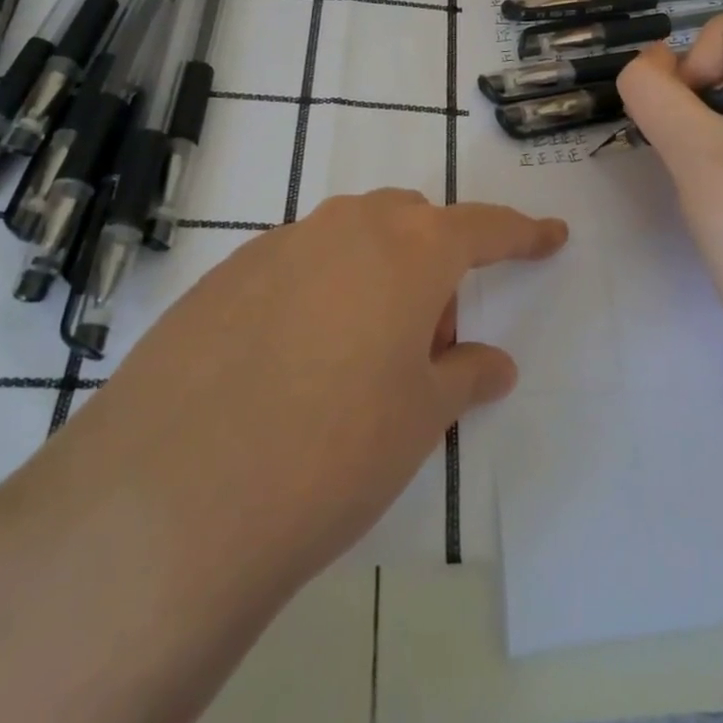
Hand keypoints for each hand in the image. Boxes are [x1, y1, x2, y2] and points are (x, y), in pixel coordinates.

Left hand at [23, 190, 567, 584]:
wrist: (171, 499)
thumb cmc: (334, 451)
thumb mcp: (420, 418)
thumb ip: (463, 376)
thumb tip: (492, 364)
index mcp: (409, 249)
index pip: (483, 228)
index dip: (522, 233)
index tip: (550, 235)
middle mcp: (344, 228)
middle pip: (409, 223)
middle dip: (435, 262)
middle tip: (432, 338)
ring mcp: (275, 247)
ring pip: (348, 240)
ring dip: (373, 277)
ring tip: (360, 357)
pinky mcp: (220, 279)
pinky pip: (292, 267)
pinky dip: (317, 294)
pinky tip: (292, 364)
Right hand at [616, 16, 722, 381]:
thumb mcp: (692, 149)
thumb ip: (651, 91)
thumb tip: (642, 63)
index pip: (719, 36)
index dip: (687, 79)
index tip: (694, 140)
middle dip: (695, 108)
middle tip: (702, 165)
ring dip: (702, 133)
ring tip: (715, 182)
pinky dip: (721, 150)